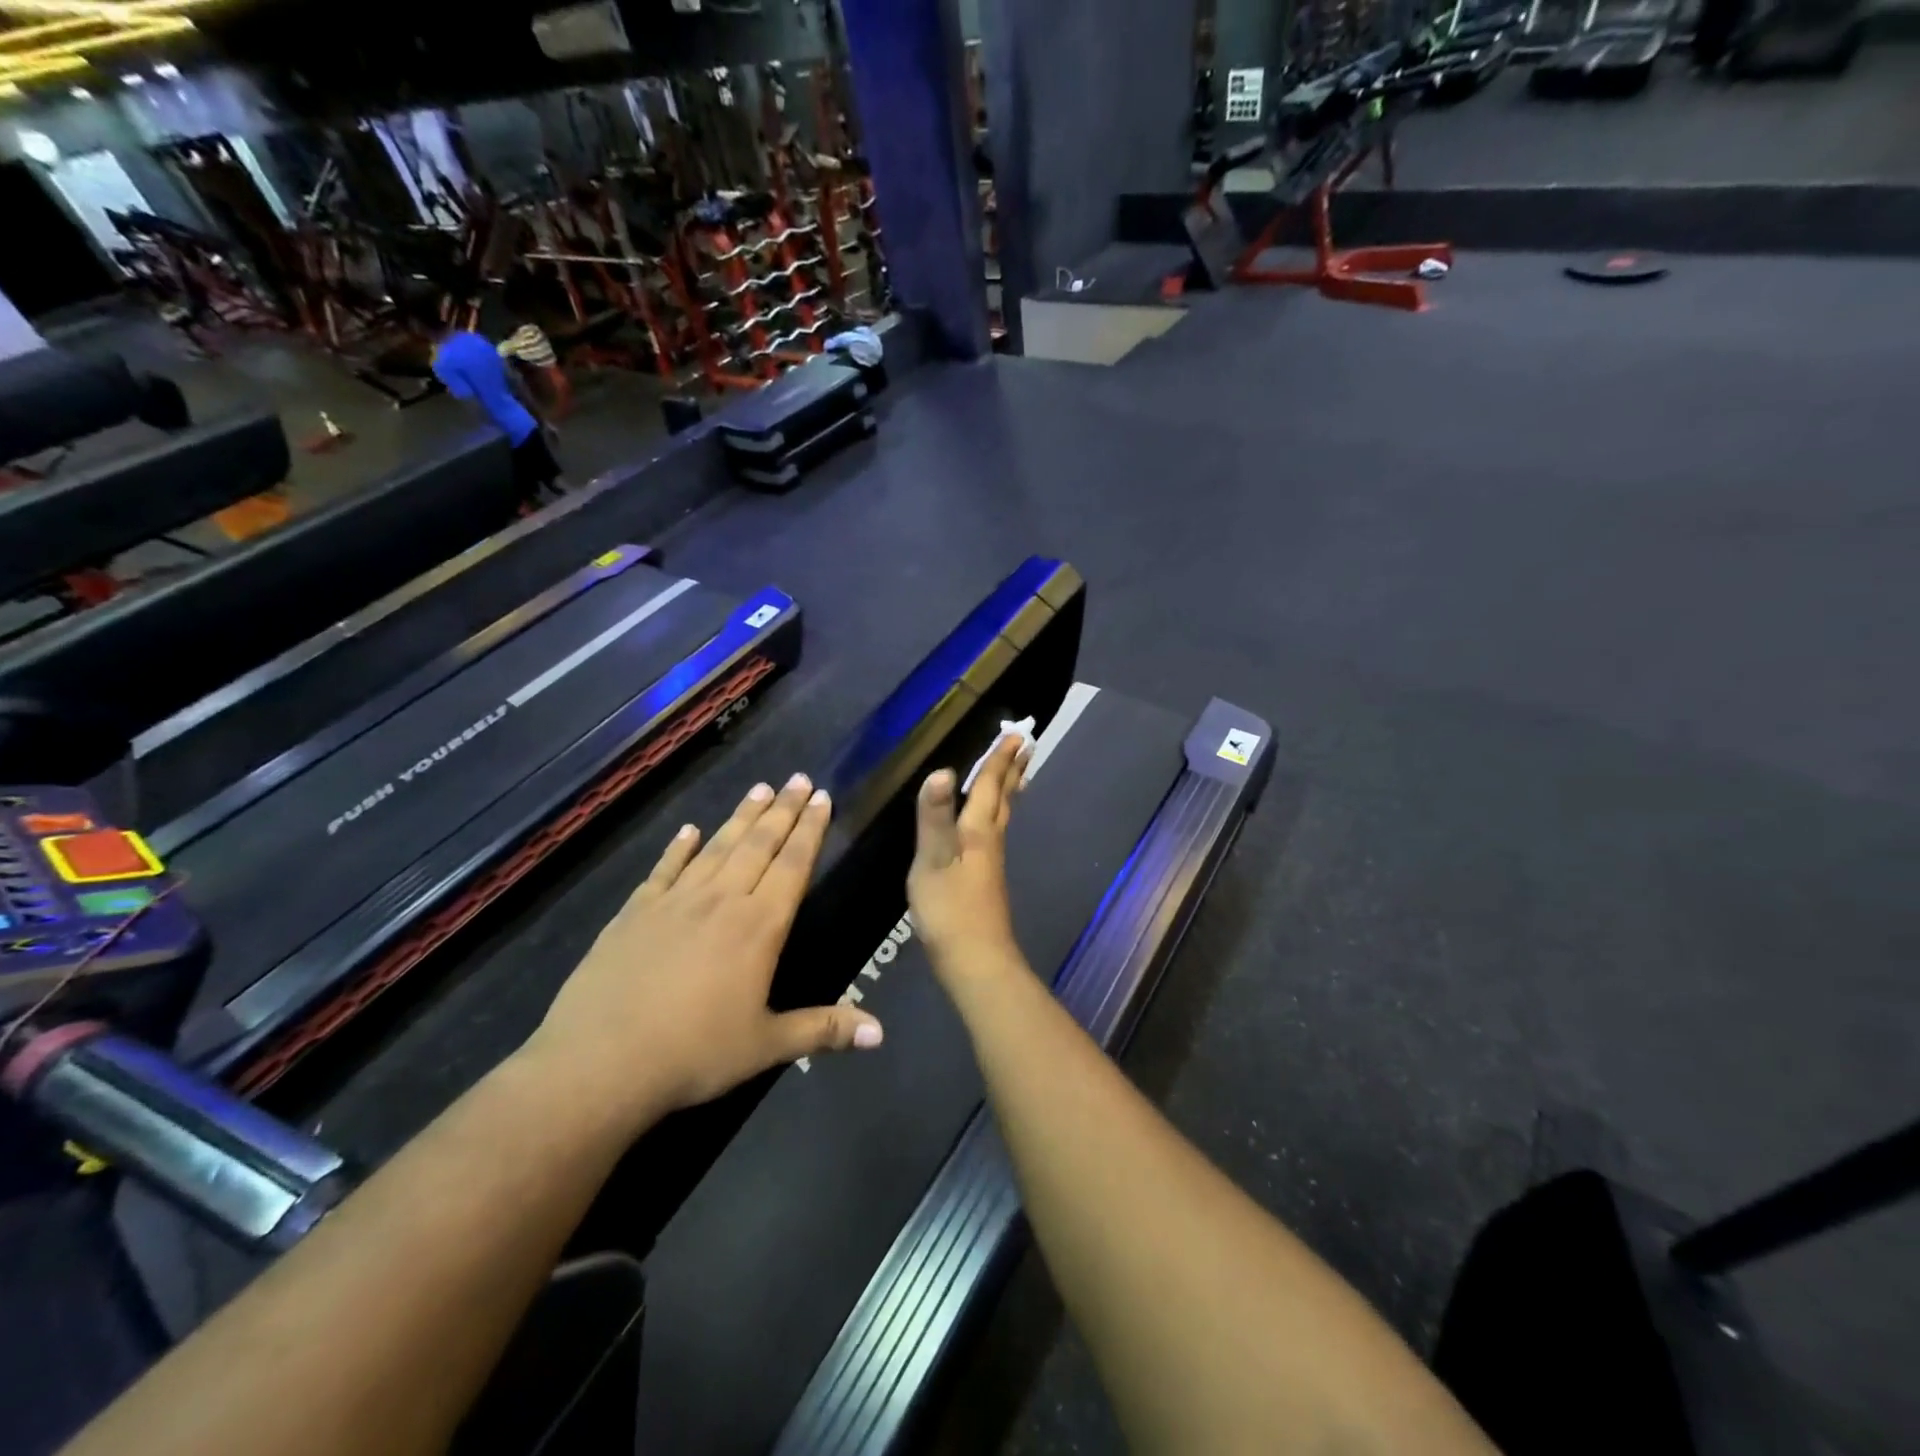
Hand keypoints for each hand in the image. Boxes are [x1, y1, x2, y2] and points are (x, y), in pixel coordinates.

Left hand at [527, 774, 882, 1120]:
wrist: (600, 1062)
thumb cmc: (694, 1054)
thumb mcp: (766, 1046)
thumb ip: (823, 1029)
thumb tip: (881, 1033)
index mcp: (759, 926)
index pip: (793, 864)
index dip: (810, 829)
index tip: (822, 796)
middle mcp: (721, 901)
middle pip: (758, 844)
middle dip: (783, 810)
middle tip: (798, 778)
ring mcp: (675, 901)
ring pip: (717, 847)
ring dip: (741, 817)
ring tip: (760, 789)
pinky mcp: (635, 912)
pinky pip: (665, 869)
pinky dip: (679, 847)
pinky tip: (689, 830)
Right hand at [908, 733, 1033, 986]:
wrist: (975, 960)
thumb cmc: (949, 909)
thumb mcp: (932, 862)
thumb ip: (935, 818)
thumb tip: (942, 771)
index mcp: (977, 832)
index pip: (989, 787)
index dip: (998, 760)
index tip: (1016, 734)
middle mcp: (990, 841)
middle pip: (1004, 798)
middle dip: (1012, 770)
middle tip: (1027, 745)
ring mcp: (991, 862)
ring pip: (1003, 816)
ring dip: (1010, 790)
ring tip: (1017, 774)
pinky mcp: (986, 880)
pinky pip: (995, 833)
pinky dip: (998, 814)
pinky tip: (990, 824)